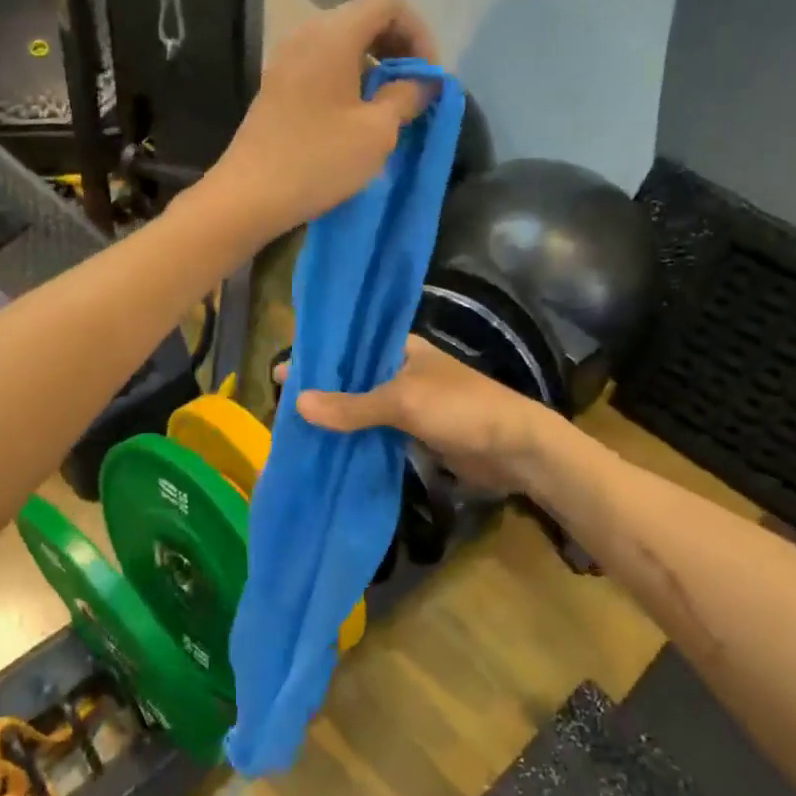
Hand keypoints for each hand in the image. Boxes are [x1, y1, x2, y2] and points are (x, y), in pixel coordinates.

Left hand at [203, 0, 439, 239]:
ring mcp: (286, 60)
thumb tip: (422, 82)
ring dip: (374, 67)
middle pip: (364, 19)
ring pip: (343, 44)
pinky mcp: (276, 87)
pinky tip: (356, 117)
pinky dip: (348, 80)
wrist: (249, 196)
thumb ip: (406, 96)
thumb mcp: (377, 131)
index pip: (389, 4)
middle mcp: (306, 35)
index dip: (419, 34)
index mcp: (333, 34)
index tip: (428, 77)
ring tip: (389, 107)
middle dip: (398, 49)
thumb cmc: (318, 160)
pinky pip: (322, 66)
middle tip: (414, 90)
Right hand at [286, 337, 556, 495]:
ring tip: (293, 430)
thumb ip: (352, 405)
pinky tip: (327, 449)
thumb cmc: (461, 409)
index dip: (317, 356)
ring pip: (362, 407)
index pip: (350, 346)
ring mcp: (409, 403)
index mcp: (401, 349)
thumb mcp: (403, 402)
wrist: (516, 449)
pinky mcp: (415, 432)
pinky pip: (376, 432)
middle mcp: (401, 370)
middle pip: (352, 378)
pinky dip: (354, 439)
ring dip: (336, 418)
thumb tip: (297, 403)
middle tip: (280, 407)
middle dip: (320, 391)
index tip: (280, 371)